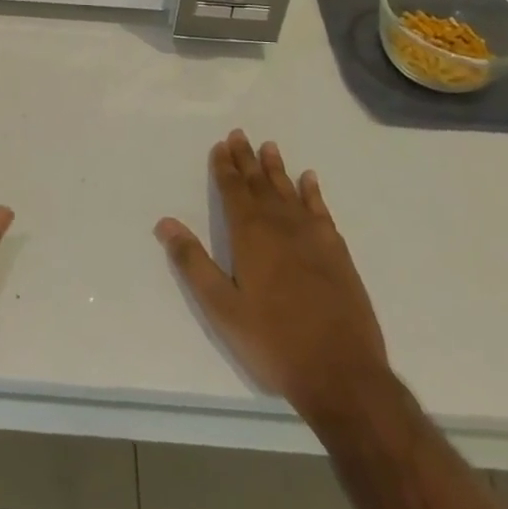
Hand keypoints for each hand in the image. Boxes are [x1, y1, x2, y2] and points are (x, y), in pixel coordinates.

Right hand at [155, 130, 388, 421]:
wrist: (342, 373)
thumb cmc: (274, 342)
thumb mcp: (222, 308)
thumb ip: (193, 263)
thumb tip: (165, 222)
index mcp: (250, 235)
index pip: (233, 190)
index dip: (225, 167)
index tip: (221, 145)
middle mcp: (280, 225)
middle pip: (260, 183)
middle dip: (247, 159)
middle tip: (240, 135)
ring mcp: (313, 236)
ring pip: (289, 191)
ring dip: (276, 168)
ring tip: (269, 146)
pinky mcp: (337, 252)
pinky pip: (321, 210)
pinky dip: (312, 192)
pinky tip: (309, 180)